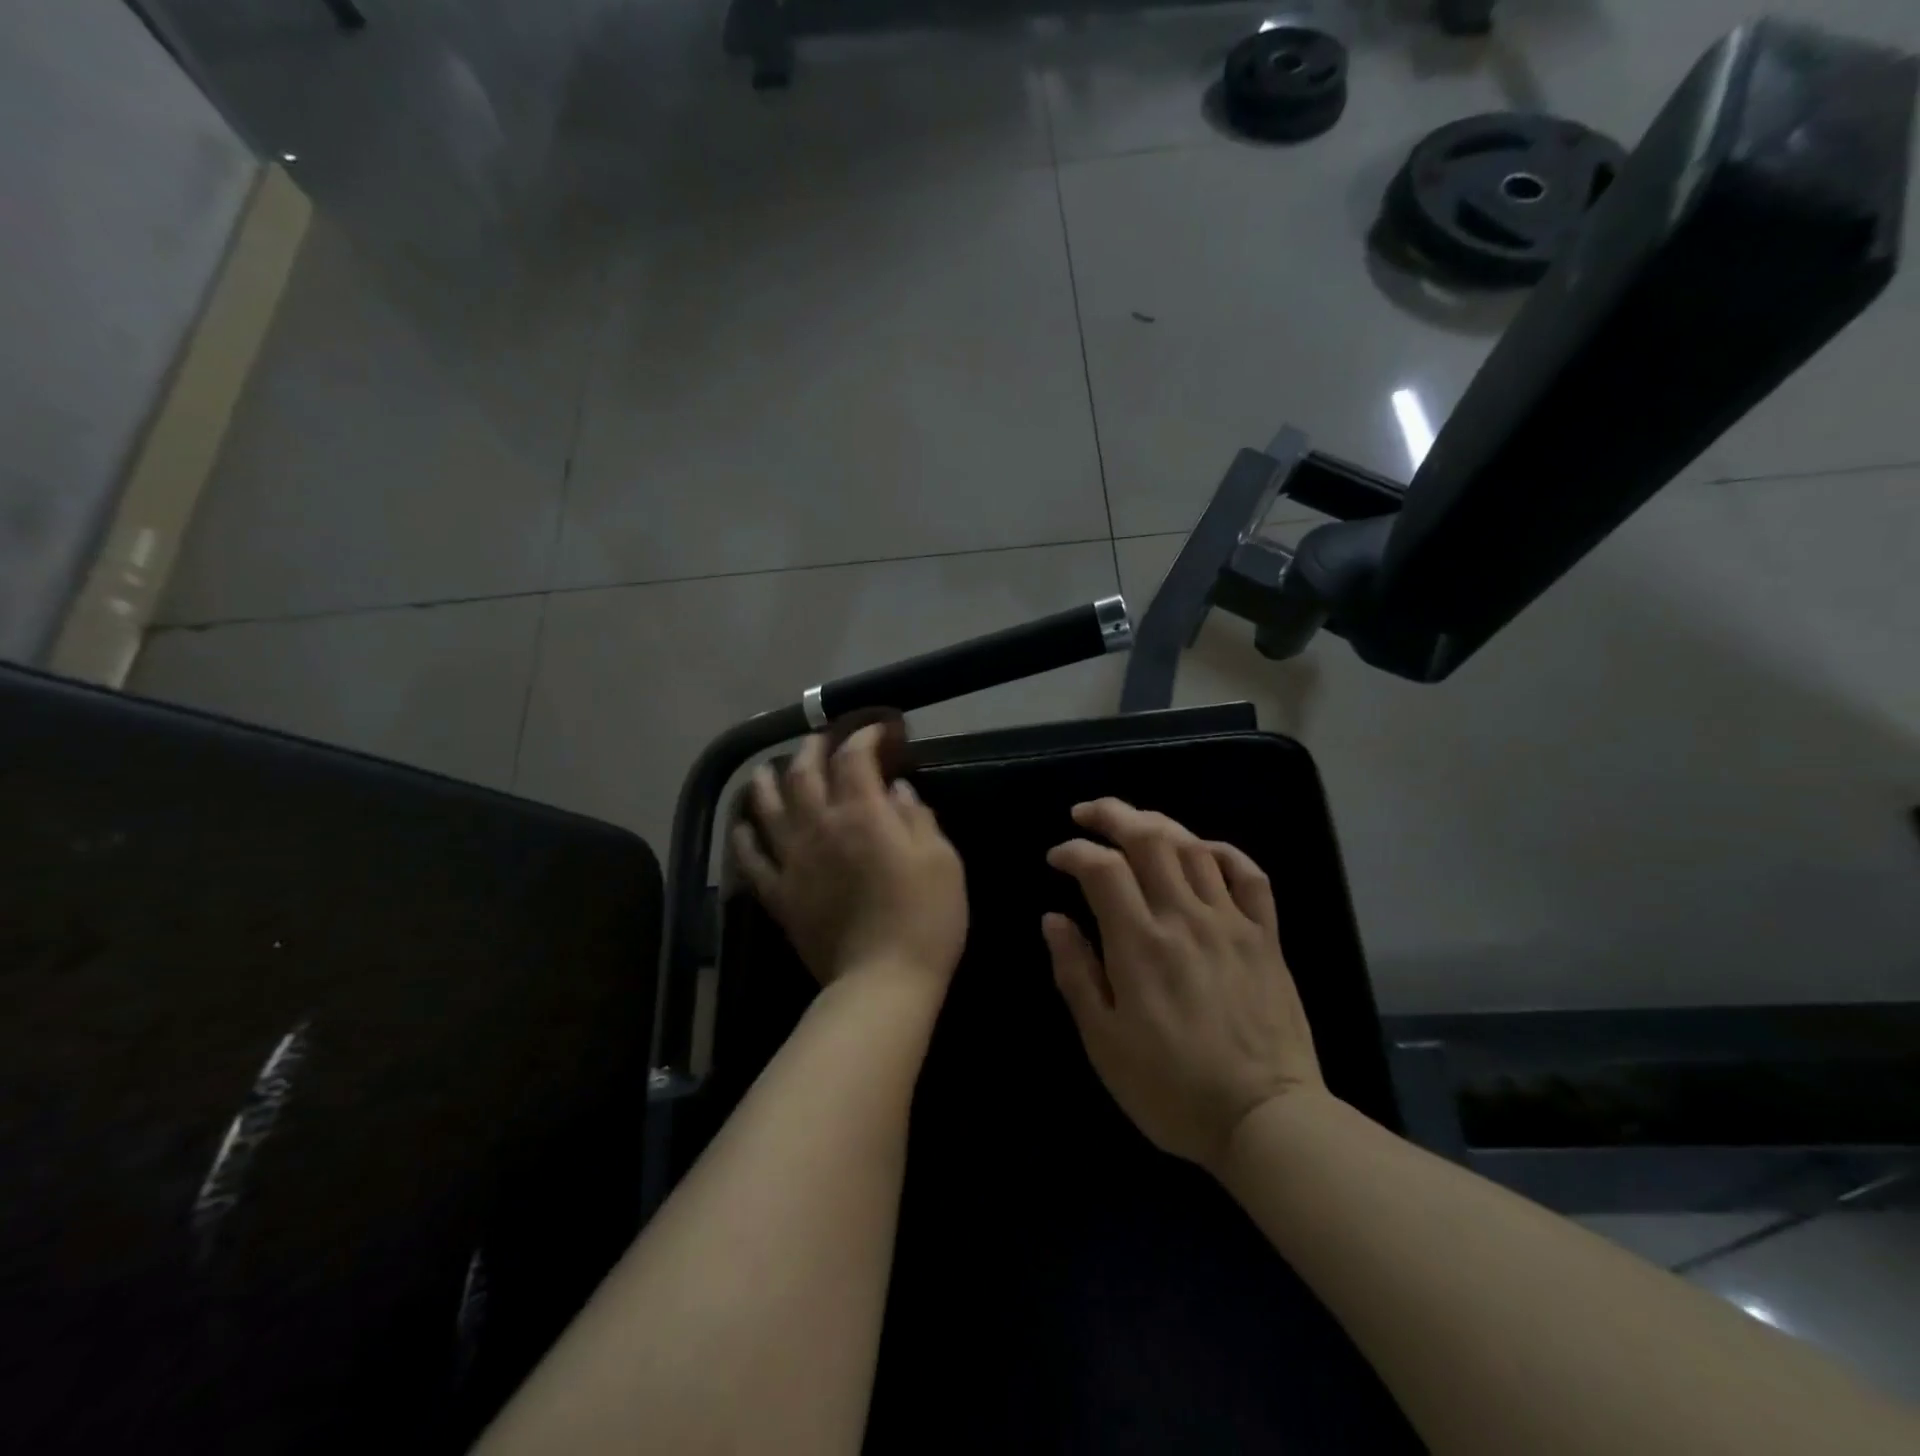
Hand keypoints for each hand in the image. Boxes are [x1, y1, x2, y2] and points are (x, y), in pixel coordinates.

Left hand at [733, 725, 966, 991]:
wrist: (882, 981)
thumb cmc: (924, 917)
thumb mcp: (941, 860)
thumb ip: (917, 817)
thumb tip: (898, 790)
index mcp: (862, 814)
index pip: (855, 758)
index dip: (865, 736)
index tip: (879, 731)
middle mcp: (820, 827)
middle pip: (804, 773)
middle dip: (812, 748)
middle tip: (821, 739)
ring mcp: (793, 861)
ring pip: (767, 808)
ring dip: (766, 781)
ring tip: (766, 768)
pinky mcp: (779, 895)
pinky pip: (751, 859)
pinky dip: (743, 837)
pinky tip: (742, 825)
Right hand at [1043, 798, 1323, 1169]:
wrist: (1266, 1120)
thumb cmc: (1171, 1088)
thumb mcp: (1104, 1042)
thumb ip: (1075, 973)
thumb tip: (1054, 919)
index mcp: (1140, 943)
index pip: (1102, 868)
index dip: (1073, 851)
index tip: (1056, 858)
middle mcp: (1185, 917)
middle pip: (1149, 839)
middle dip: (1113, 814)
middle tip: (1086, 812)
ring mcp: (1231, 922)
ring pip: (1194, 847)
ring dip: (1159, 824)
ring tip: (1134, 822)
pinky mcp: (1265, 936)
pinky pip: (1249, 875)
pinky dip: (1222, 851)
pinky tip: (1202, 850)